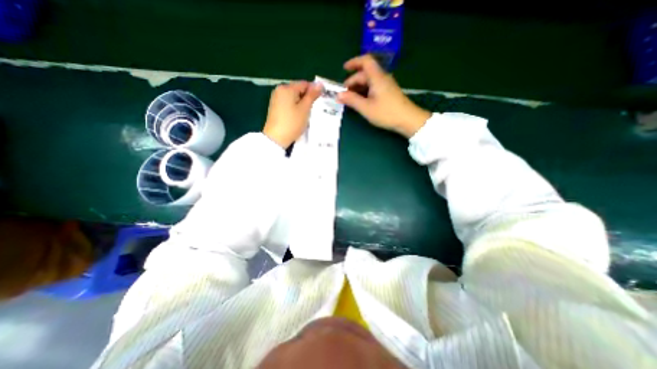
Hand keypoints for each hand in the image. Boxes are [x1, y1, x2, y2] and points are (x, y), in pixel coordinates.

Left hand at [263, 81, 321, 148]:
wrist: (276, 138)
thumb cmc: (292, 123)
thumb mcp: (305, 109)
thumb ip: (312, 95)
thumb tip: (320, 84)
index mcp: (287, 88)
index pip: (304, 84)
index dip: (314, 91)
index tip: (320, 101)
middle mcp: (279, 90)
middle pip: (298, 90)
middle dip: (307, 98)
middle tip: (314, 109)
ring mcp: (276, 99)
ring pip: (293, 97)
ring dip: (301, 104)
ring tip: (307, 114)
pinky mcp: (275, 107)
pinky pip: (288, 103)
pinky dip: (295, 108)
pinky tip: (298, 116)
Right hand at [339, 55, 432, 138]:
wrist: (408, 120)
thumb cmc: (386, 113)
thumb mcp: (366, 108)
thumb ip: (352, 100)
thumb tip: (338, 95)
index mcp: (377, 77)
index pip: (365, 61)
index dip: (354, 62)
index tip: (344, 69)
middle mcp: (382, 78)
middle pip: (365, 74)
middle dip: (353, 81)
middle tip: (344, 94)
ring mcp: (386, 85)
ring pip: (369, 81)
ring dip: (358, 88)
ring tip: (350, 99)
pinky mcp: (388, 93)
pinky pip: (373, 88)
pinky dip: (365, 92)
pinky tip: (361, 101)